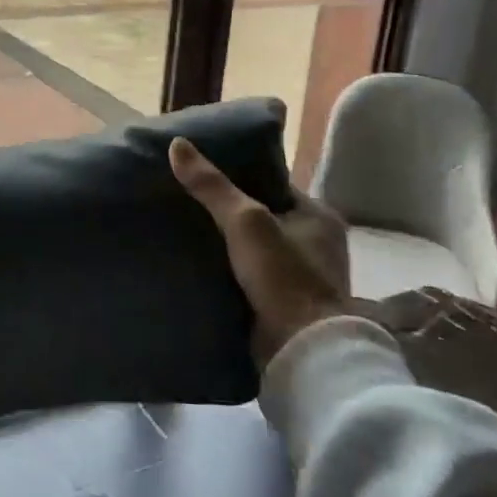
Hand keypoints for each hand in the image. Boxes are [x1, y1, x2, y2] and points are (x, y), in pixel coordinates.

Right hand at [169, 138, 350, 366]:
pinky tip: (199, 266)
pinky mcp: (285, 306)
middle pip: (264, 218)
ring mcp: (302, 278)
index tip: (203, 174)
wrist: (302, 351)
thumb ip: (213, 186)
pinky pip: (252, 278)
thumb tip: (177, 145)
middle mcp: (316, 245)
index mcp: (319, 217)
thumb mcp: (245, 221)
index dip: (240, 178)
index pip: (274, 186)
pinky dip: (230, 272)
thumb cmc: (283, 276)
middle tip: (187, 202)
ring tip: (185, 231)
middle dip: (230, 214)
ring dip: (228, 246)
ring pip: (255, 250)